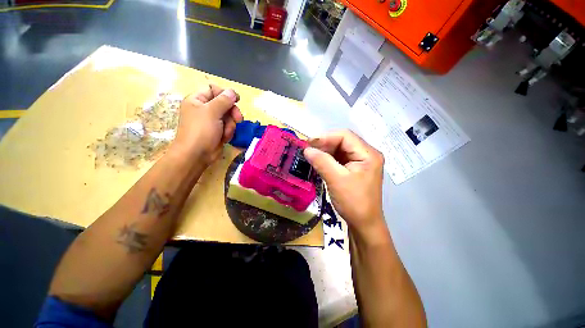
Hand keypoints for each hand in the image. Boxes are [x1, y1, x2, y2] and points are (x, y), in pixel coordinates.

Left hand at [172, 85, 242, 163]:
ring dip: (230, 125)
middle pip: (224, 104)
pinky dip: (228, 132)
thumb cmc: (201, 130)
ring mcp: (212, 121)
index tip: (237, 100)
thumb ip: (224, 100)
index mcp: (197, 100)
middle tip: (238, 119)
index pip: (213, 89)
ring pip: (229, 117)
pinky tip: (224, 138)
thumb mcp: (212, 112)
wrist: (197, 155)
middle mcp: (204, 109)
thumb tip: (232, 92)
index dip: (225, 93)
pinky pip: (228, 127)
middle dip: (232, 113)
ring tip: (225, 133)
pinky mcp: (217, 131)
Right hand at [304, 130, 385, 237]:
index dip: (326, 137)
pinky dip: (328, 159)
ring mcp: (361, 162)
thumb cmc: (353, 202)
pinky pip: (339, 159)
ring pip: (340, 150)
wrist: (364, 224)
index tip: (309, 143)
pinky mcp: (354, 169)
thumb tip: (307, 149)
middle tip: (308, 149)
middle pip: (343, 141)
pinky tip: (319, 162)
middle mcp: (366, 154)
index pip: (345, 136)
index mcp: (368, 154)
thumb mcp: (336, 180)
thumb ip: (322, 162)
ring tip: (311, 155)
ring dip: (325, 151)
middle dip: (324, 144)